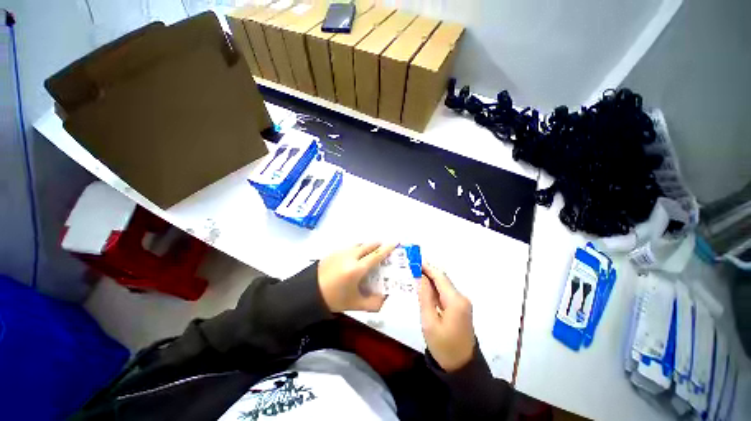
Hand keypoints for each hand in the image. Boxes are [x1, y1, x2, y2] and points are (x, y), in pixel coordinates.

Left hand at [318, 242, 396, 312]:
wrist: (309, 293)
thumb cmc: (334, 299)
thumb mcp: (355, 304)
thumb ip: (374, 303)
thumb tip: (386, 297)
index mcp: (357, 269)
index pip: (376, 255)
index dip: (387, 248)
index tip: (395, 242)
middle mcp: (351, 256)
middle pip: (369, 245)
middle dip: (378, 245)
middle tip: (384, 248)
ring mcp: (341, 252)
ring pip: (359, 244)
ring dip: (367, 246)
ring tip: (370, 253)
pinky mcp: (334, 251)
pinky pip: (350, 247)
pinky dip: (357, 249)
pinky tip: (355, 258)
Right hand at [418, 263, 475, 371]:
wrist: (462, 368)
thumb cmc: (443, 346)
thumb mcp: (429, 322)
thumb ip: (425, 297)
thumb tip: (420, 277)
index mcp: (455, 300)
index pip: (440, 276)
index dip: (427, 267)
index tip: (413, 260)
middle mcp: (461, 298)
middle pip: (442, 279)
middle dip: (427, 272)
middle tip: (411, 267)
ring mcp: (462, 303)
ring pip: (444, 285)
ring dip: (430, 280)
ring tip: (414, 275)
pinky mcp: (460, 308)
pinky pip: (445, 293)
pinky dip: (434, 289)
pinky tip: (424, 289)